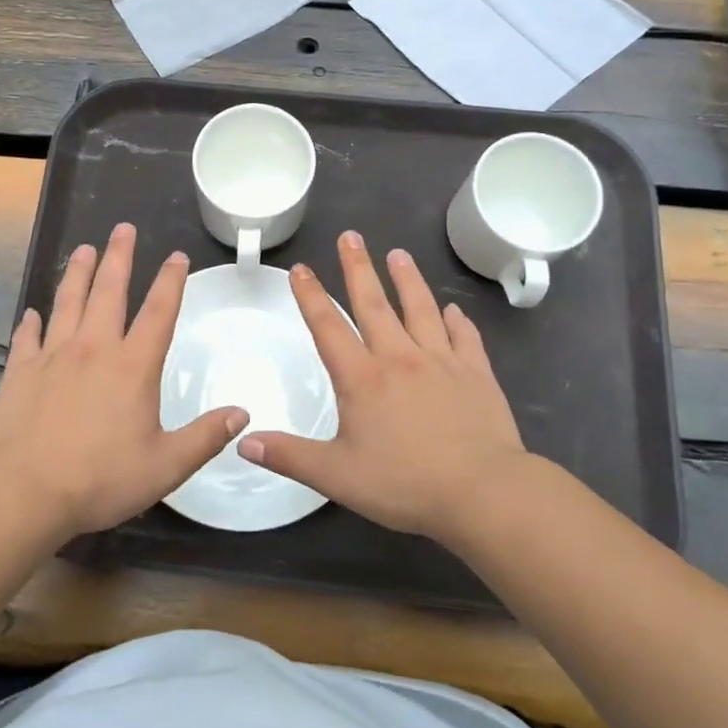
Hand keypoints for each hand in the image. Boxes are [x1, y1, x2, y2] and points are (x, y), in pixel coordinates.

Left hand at [0, 223, 243, 537]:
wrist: (25, 491)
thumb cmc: (101, 478)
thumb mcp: (166, 465)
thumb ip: (205, 437)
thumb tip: (242, 413)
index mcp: (133, 366)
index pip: (159, 312)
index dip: (171, 281)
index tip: (177, 256)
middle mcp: (94, 349)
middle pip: (109, 291)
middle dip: (119, 257)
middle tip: (123, 228)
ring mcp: (53, 356)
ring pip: (68, 302)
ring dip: (78, 273)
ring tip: (84, 249)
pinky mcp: (20, 371)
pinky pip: (27, 337)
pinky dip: (31, 322)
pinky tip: (32, 312)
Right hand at [240, 230, 532, 543]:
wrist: (483, 491)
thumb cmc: (405, 483)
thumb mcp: (337, 476)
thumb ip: (290, 456)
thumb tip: (244, 442)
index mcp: (362, 378)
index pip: (328, 327)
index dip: (311, 296)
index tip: (301, 268)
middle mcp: (400, 358)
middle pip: (374, 304)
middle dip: (358, 268)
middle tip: (350, 236)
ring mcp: (442, 362)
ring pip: (421, 310)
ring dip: (408, 280)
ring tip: (398, 254)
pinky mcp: (476, 374)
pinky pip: (465, 338)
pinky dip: (458, 320)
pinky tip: (453, 310)